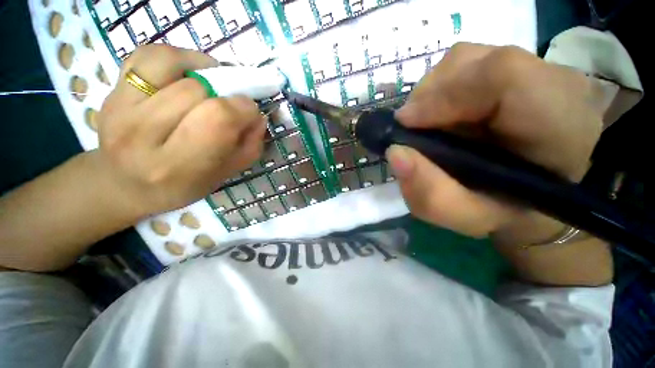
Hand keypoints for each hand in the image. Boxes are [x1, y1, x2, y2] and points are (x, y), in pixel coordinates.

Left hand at [97, 45, 265, 216]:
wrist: (123, 186)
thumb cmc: (181, 185)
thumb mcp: (224, 175)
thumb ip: (249, 147)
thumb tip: (258, 116)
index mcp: (177, 165)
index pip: (218, 118)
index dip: (244, 108)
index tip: (250, 113)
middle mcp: (142, 134)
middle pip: (197, 90)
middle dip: (225, 94)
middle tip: (229, 105)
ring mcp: (119, 108)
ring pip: (170, 65)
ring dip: (201, 71)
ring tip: (208, 84)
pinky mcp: (110, 91)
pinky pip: (146, 56)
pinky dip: (173, 57)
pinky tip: (185, 73)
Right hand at [387, 43, 605, 239]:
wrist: (537, 192)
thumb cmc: (503, 209)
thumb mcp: (466, 216)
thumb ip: (431, 194)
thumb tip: (395, 153)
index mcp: (559, 126)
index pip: (503, 78)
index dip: (442, 97)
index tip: (405, 126)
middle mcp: (554, 83)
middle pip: (472, 63)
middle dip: (429, 99)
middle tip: (418, 133)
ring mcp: (536, 66)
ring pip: (463, 60)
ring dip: (434, 93)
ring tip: (433, 125)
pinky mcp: (520, 65)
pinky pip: (466, 63)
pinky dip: (442, 88)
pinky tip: (446, 113)